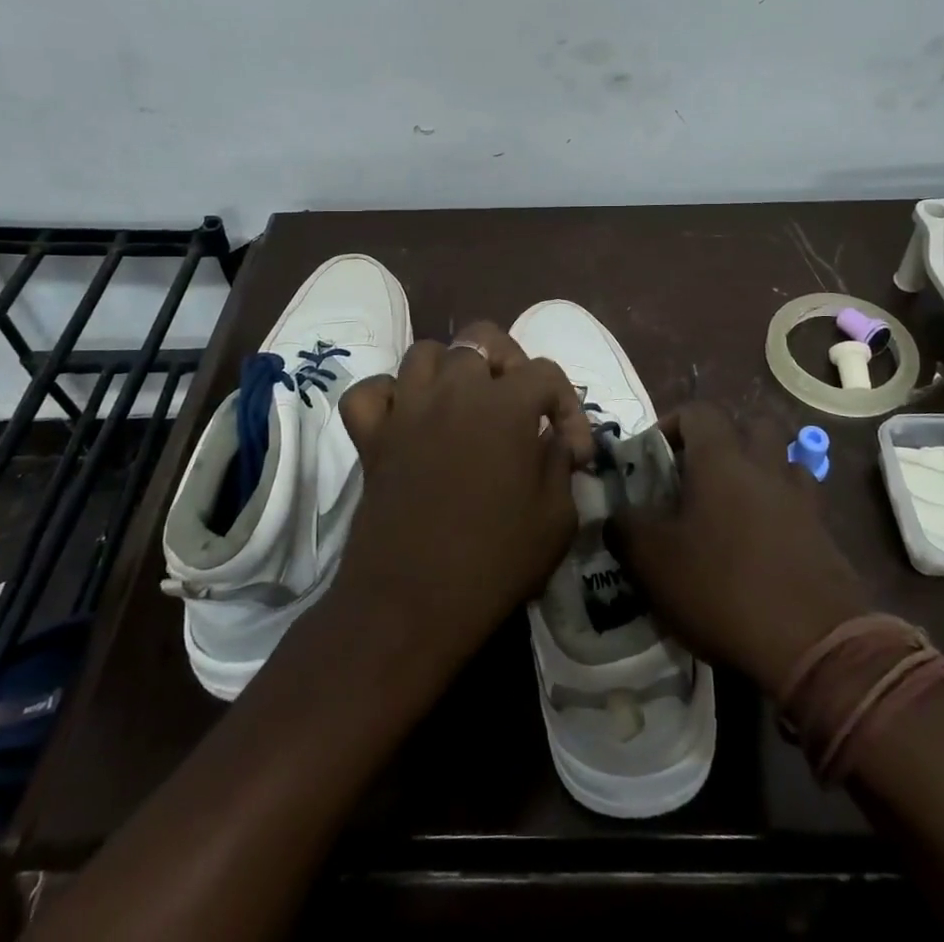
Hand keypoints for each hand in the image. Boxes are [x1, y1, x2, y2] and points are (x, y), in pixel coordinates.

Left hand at [332, 321, 592, 674]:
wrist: (411, 606)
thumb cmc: (494, 563)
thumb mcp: (557, 519)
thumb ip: (560, 465)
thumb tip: (553, 442)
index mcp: (505, 405)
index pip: (546, 373)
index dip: (568, 407)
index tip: (574, 452)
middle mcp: (454, 390)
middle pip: (481, 338)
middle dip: (509, 363)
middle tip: (518, 404)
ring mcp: (407, 409)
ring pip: (425, 353)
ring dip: (449, 370)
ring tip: (464, 403)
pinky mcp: (371, 436)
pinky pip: (370, 393)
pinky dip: (387, 398)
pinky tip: (406, 419)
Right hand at [609, 403, 875, 698]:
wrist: (815, 645)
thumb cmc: (723, 589)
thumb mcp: (653, 562)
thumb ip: (626, 529)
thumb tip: (615, 516)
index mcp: (721, 459)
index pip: (699, 411)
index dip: (673, 423)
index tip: (654, 455)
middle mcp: (766, 466)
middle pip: (753, 425)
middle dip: (727, 440)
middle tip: (700, 475)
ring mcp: (802, 499)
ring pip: (783, 461)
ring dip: (761, 471)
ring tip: (736, 507)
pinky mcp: (826, 534)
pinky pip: (802, 503)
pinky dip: (784, 510)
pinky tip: (765, 543)